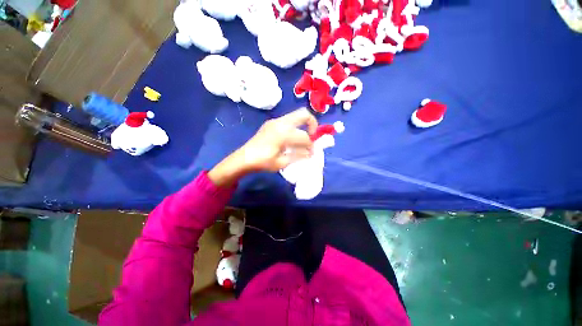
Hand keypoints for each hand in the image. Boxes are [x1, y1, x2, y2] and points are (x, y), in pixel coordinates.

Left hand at [208, 108, 317, 186]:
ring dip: (303, 125)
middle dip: (312, 124)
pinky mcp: (271, 123)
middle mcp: (280, 122)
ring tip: (302, 139)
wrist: (243, 158)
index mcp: (283, 133)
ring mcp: (275, 121)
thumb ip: (298, 156)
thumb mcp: (282, 162)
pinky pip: (288, 120)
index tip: (312, 153)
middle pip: (303, 114)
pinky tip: (291, 139)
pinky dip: (295, 126)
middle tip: (312, 136)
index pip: (304, 136)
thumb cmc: (262, 162)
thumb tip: (310, 152)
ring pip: (295, 116)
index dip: (311, 145)